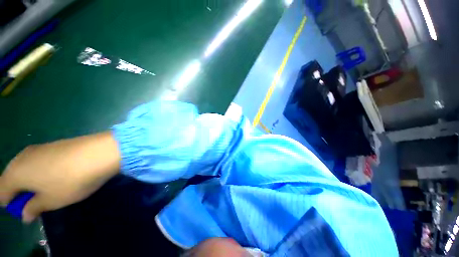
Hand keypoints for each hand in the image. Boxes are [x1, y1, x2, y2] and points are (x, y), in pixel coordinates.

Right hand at [0, 132, 120, 222]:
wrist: (99, 153)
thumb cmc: (71, 181)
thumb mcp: (51, 201)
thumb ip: (34, 208)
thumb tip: (24, 214)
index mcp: (15, 173)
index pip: (1, 191)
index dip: (10, 202)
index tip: (23, 209)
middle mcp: (22, 157)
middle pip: (12, 177)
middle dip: (20, 191)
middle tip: (36, 201)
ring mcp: (39, 148)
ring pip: (25, 168)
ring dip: (31, 180)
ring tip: (46, 190)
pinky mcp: (54, 144)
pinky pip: (39, 161)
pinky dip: (41, 171)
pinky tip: (55, 175)